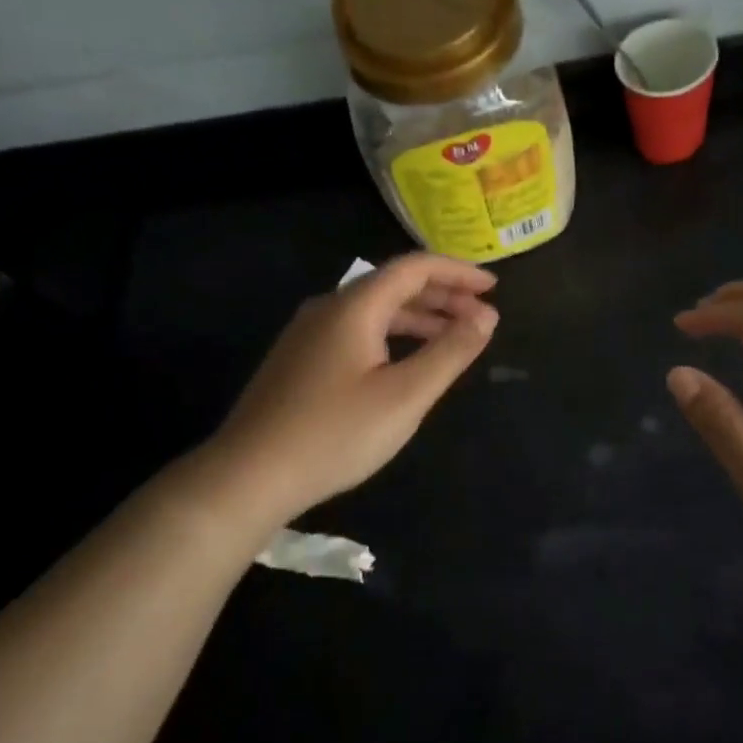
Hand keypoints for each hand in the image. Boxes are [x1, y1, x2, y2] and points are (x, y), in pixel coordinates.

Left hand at [200, 254, 498, 521]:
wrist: (249, 475)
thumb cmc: (335, 434)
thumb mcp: (405, 395)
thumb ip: (450, 352)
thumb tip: (487, 316)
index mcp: (354, 306)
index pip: (414, 268)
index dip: (457, 273)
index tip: (493, 288)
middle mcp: (327, 308)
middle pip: (393, 285)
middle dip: (441, 296)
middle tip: (481, 315)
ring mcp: (307, 334)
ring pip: (373, 311)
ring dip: (418, 318)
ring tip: (452, 337)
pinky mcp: (298, 360)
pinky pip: (355, 331)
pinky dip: (391, 335)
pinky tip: (404, 361)